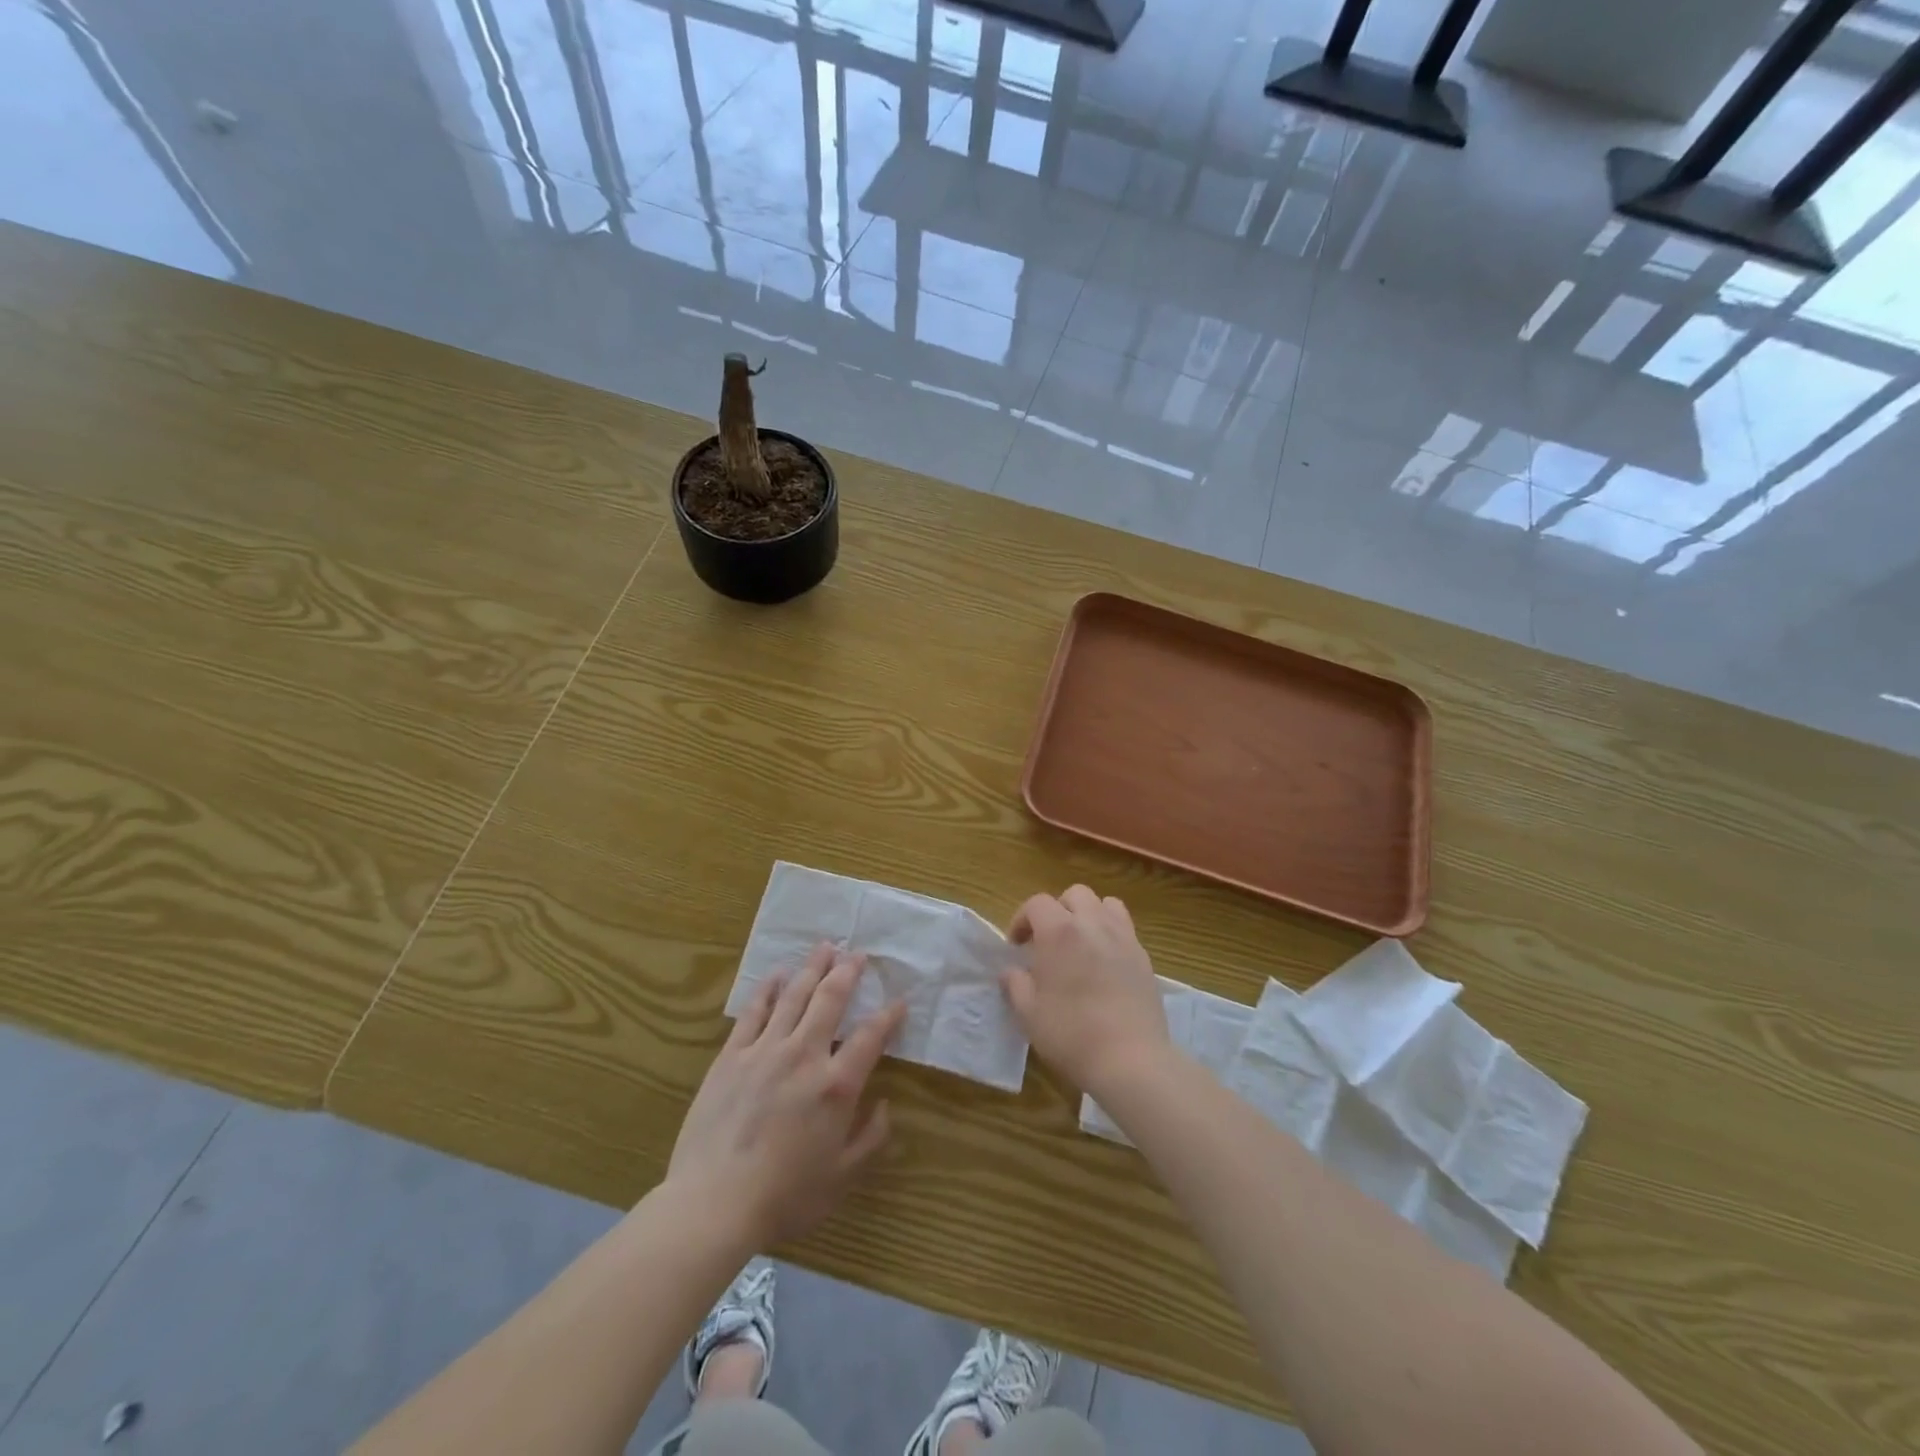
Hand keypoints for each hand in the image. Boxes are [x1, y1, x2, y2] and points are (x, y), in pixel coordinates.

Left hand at [669, 944, 905, 1247]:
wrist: (713, 1204)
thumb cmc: (784, 1196)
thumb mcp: (842, 1177)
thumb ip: (870, 1138)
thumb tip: (884, 1106)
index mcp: (836, 1085)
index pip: (871, 1037)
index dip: (888, 1016)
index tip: (899, 1001)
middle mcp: (805, 1055)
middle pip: (830, 999)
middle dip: (848, 972)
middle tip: (857, 953)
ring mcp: (765, 1050)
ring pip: (794, 996)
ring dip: (812, 968)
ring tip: (824, 948)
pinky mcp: (732, 1056)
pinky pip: (754, 1012)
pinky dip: (768, 989)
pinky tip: (777, 975)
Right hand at [1002, 886, 1171, 1101]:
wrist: (1130, 1059)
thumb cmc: (1071, 1034)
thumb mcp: (1028, 1013)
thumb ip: (1015, 984)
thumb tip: (1011, 971)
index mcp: (1059, 932)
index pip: (1037, 903)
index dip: (1022, 919)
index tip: (1016, 946)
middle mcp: (1093, 924)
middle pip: (1075, 894)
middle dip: (1058, 910)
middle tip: (1048, 940)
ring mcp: (1123, 938)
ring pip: (1106, 904)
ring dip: (1089, 915)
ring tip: (1081, 943)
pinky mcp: (1144, 957)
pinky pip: (1125, 929)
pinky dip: (1111, 934)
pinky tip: (1104, 964)